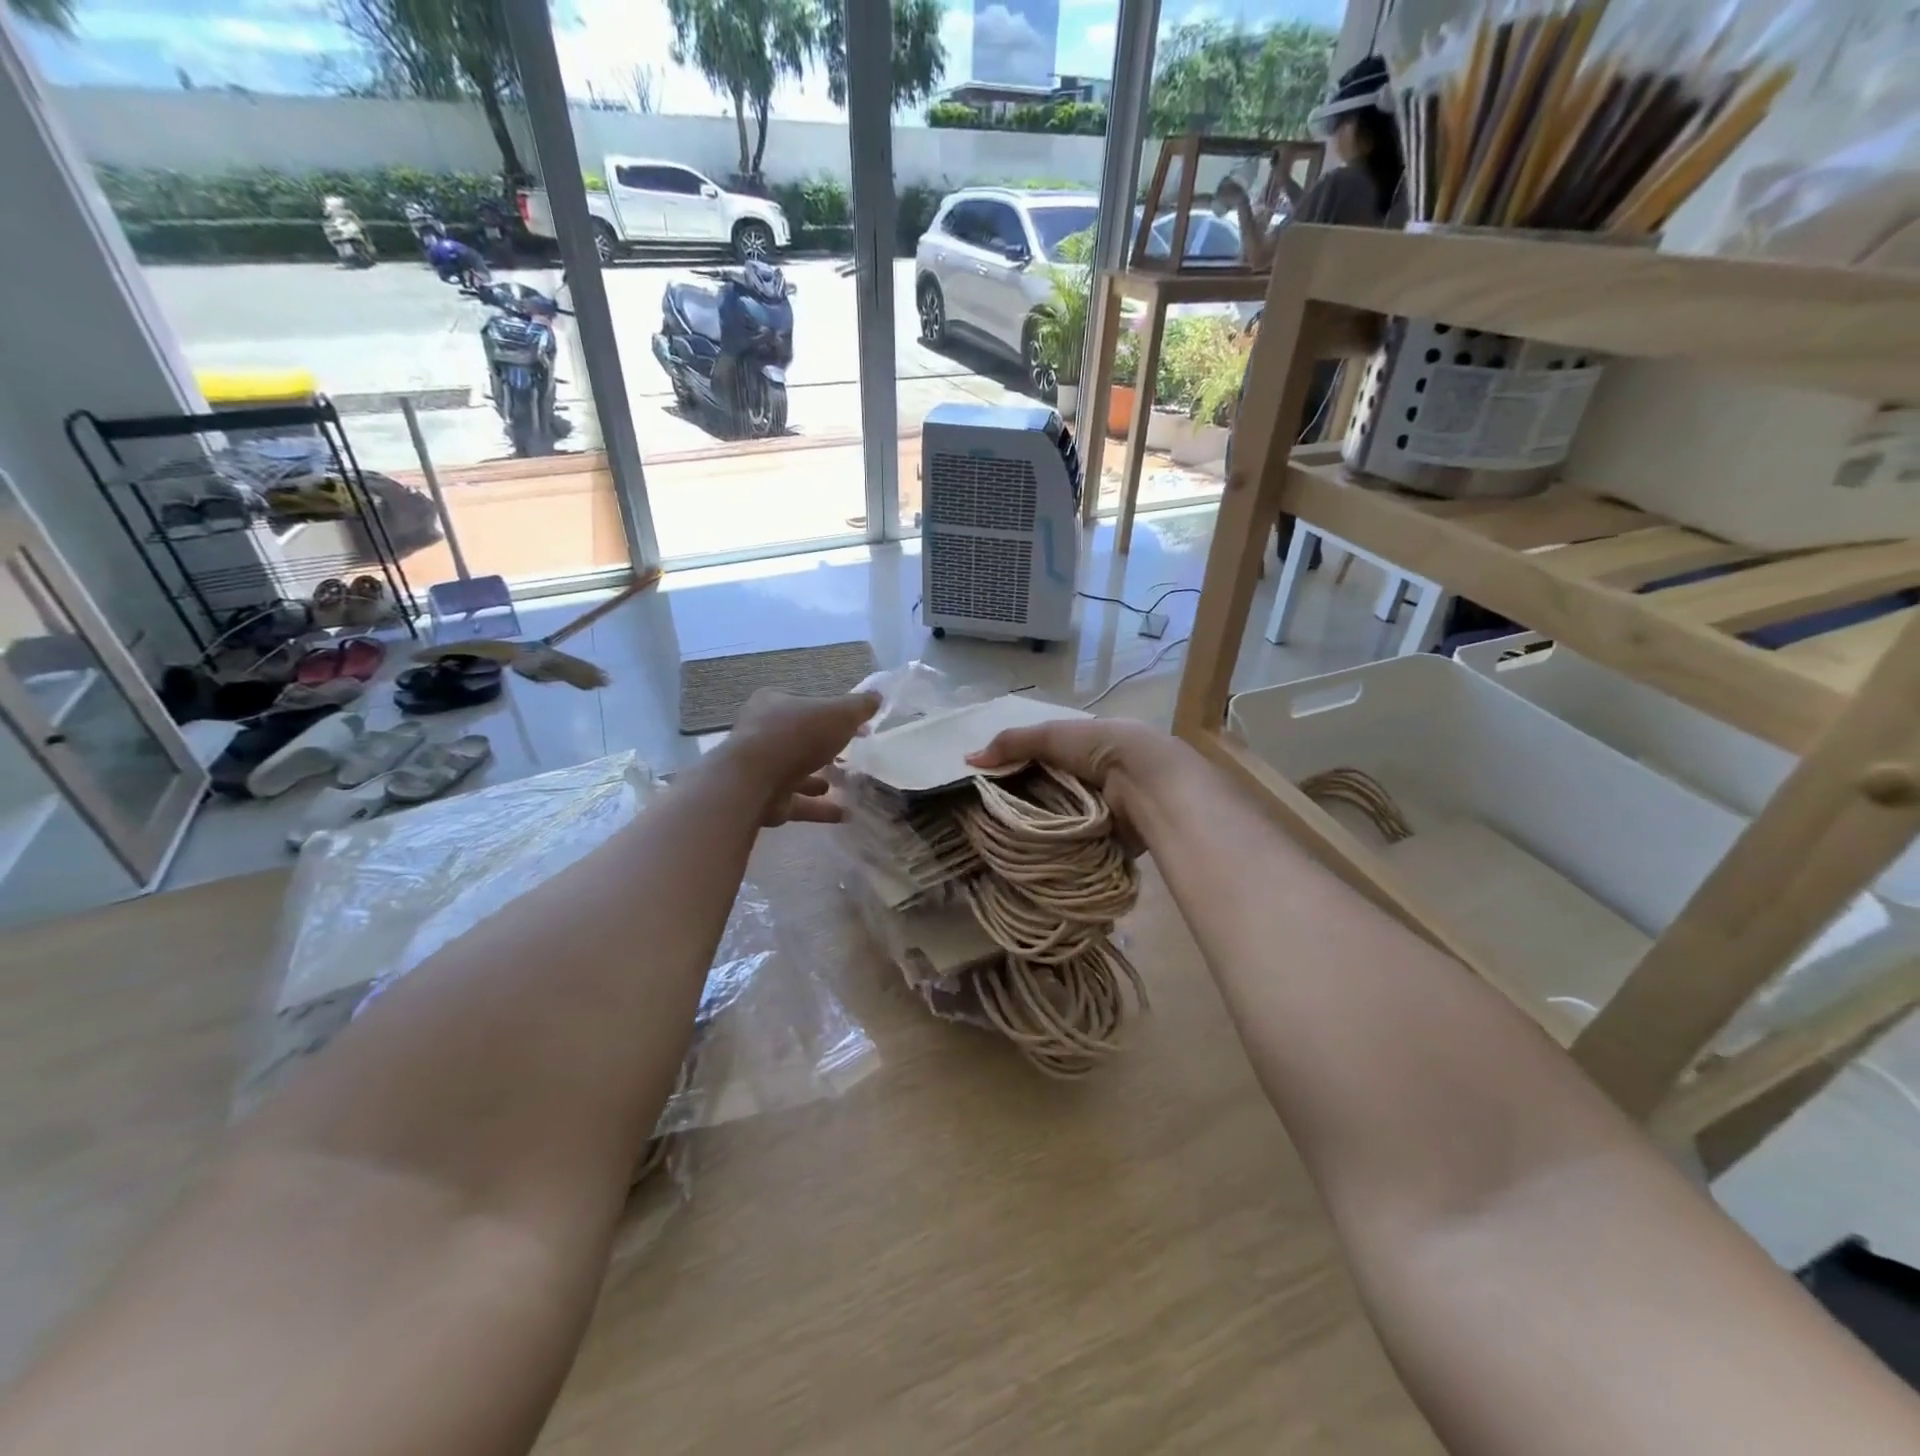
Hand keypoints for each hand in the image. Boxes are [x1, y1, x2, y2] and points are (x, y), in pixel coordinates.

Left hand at [726, 688, 880, 825]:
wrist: (753, 781)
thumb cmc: (796, 736)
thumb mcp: (838, 713)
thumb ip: (859, 706)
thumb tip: (878, 695)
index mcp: (772, 703)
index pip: (804, 704)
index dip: (830, 713)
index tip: (855, 726)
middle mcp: (761, 732)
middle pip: (798, 738)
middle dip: (821, 747)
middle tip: (849, 755)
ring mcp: (760, 768)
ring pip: (794, 771)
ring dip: (816, 778)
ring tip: (844, 784)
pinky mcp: (763, 799)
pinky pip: (797, 802)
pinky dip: (819, 808)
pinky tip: (844, 814)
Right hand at [966, 716, 1190, 842]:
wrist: (1147, 781)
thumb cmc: (1100, 748)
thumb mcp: (1051, 735)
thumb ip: (1011, 743)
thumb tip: (967, 759)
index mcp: (1082, 749)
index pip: (1042, 760)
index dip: (1016, 769)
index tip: (985, 786)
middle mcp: (1091, 778)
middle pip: (1047, 790)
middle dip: (1023, 800)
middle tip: (986, 816)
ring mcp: (1099, 808)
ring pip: (1058, 818)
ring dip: (1038, 826)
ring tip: (998, 838)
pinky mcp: (1105, 836)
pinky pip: (1072, 841)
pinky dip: (1055, 845)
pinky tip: (1027, 851)